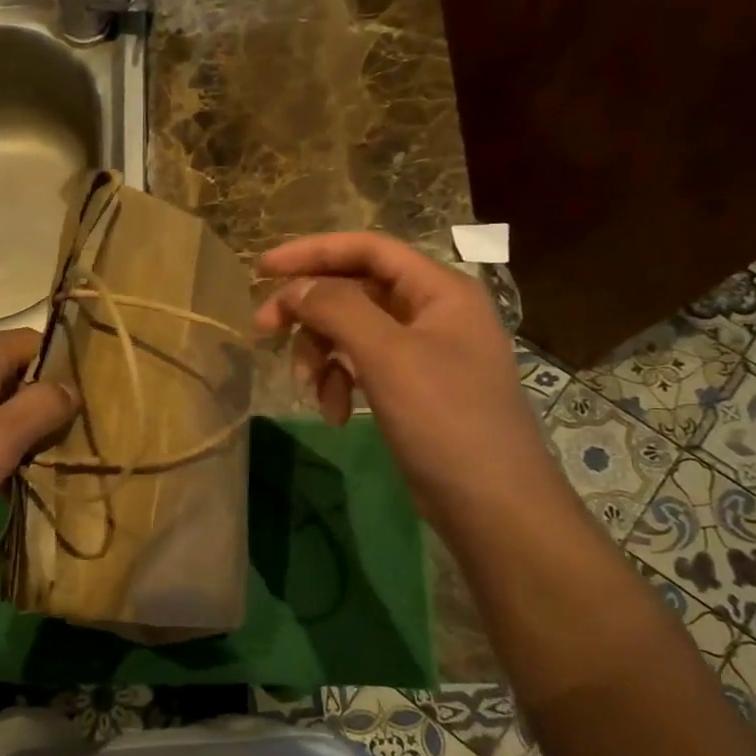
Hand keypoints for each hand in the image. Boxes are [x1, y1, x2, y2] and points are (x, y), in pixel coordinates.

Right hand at [254, 233, 563, 533]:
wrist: (492, 506)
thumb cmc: (445, 420)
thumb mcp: (388, 357)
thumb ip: (338, 309)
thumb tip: (295, 287)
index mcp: (439, 290)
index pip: (368, 249)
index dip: (313, 251)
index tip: (263, 267)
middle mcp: (432, 312)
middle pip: (354, 291)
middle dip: (309, 312)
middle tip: (262, 330)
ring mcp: (423, 352)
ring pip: (352, 332)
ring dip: (321, 356)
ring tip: (308, 391)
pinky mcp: (412, 388)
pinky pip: (362, 367)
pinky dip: (340, 383)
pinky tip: (336, 414)